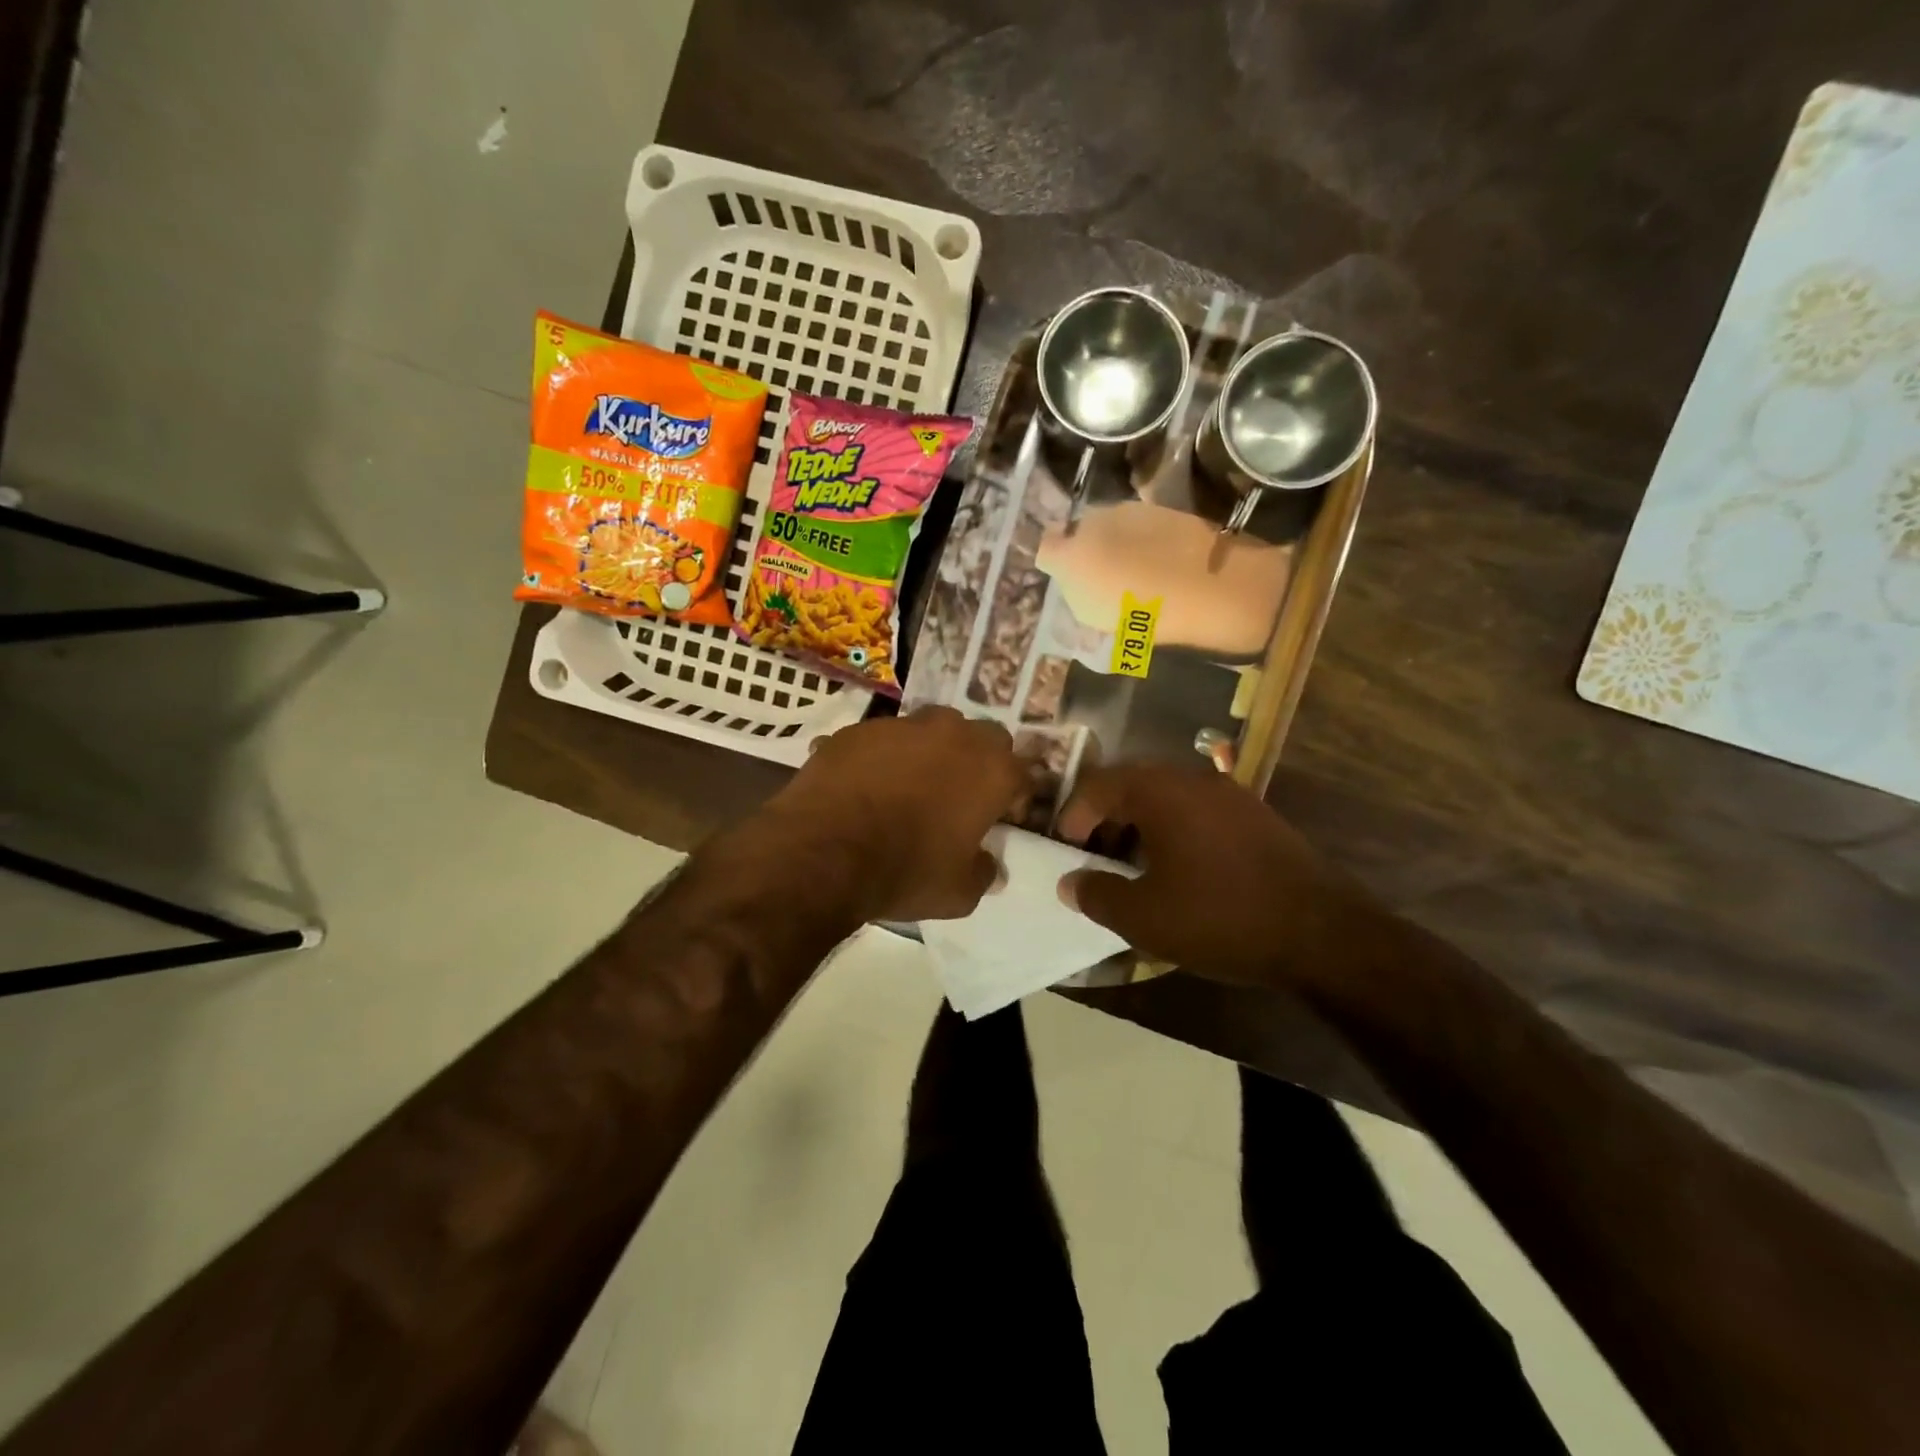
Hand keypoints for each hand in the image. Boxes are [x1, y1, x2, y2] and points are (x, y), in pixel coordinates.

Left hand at [763, 707, 1025, 921]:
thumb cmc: (905, 872)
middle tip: (961, 795)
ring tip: (911, 785)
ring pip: (933, 728)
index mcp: (991, 770)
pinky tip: (867, 785)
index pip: (1023, 774)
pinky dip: (884, 756)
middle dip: (979, 762)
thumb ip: (983, 872)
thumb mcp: (959, 892)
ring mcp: (904, 725)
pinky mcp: (860, 728)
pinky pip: (883, 738)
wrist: (823, 852)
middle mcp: (954, 735)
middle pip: (983, 737)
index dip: (1015, 798)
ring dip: (933, 751)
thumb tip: (987, 865)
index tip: (1002, 819)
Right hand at [1055, 763, 1367, 988]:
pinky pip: (1198, 812)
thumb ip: (1096, 894)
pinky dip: (1174, 831)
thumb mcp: (1144, 917)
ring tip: (1132, 867)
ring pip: (1167, 798)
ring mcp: (1232, 795)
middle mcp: (1195, 780)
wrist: (1322, 934)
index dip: (1073, 815)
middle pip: (1133, 785)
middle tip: (1095, 856)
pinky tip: (1179, 871)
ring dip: (1140, 825)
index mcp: (1161, 792)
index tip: (1065, 849)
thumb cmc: (1220, 919)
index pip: (1099, 785)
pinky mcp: (1257, 817)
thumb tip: (1070, 883)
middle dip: (1106, 818)